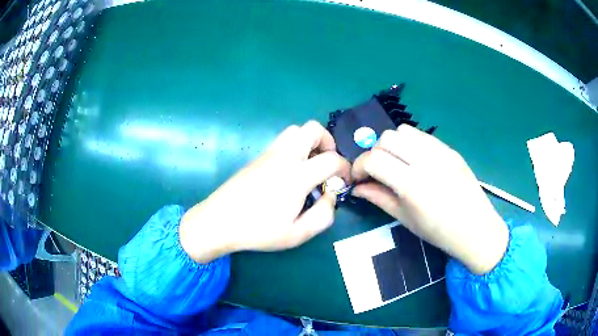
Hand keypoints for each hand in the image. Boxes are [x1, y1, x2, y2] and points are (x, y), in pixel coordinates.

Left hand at [179, 121, 349, 262]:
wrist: (219, 221)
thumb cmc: (258, 231)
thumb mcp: (297, 234)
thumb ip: (323, 215)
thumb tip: (331, 196)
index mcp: (297, 176)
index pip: (332, 159)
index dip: (345, 168)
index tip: (344, 180)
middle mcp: (284, 157)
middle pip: (312, 128)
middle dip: (327, 141)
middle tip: (328, 163)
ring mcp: (268, 154)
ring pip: (294, 131)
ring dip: (309, 141)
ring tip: (311, 164)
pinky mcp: (257, 157)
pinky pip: (282, 141)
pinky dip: (295, 147)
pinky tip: (290, 171)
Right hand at [352, 125, 507, 273]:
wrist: (476, 228)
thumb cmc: (439, 232)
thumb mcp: (404, 218)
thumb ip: (378, 198)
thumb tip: (357, 188)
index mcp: (412, 184)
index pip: (374, 159)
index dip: (359, 166)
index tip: (358, 178)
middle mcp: (425, 160)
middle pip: (386, 138)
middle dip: (374, 153)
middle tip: (377, 172)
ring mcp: (440, 151)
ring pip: (403, 131)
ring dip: (392, 144)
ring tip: (396, 164)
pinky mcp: (449, 148)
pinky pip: (421, 135)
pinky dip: (409, 143)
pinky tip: (415, 161)